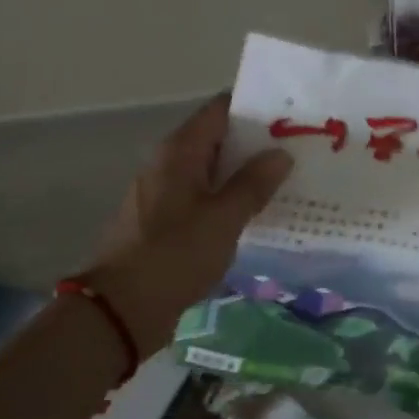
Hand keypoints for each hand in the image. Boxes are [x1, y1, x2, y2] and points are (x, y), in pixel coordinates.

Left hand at [83, 93, 292, 356]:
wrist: (120, 309)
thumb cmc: (174, 255)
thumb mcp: (224, 219)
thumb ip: (254, 183)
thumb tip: (281, 153)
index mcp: (180, 151)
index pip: (221, 109)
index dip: (255, 109)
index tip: (290, 117)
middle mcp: (167, 162)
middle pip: (217, 138)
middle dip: (255, 144)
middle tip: (298, 150)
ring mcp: (162, 191)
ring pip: (211, 170)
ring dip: (243, 174)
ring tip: (285, 181)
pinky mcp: (162, 220)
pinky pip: (201, 196)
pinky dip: (226, 199)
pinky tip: (255, 214)